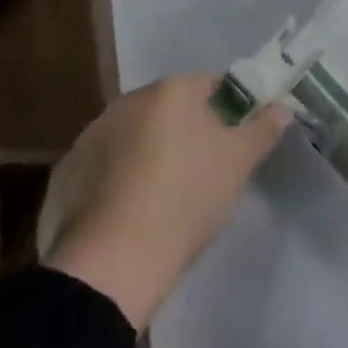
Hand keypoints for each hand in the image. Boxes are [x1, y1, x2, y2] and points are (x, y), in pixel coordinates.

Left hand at [43, 74, 290, 328]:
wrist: (112, 263)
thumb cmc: (186, 199)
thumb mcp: (238, 163)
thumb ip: (262, 128)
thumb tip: (281, 107)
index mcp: (171, 90)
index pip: (212, 84)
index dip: (230, 108)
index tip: (237, 139)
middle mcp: (129, 100)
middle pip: (171, 108)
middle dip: (189, 130)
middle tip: (206, 169)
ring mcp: (92, 135)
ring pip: (136, 135)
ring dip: (151, 152)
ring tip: (165, 196)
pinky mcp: (67, 172)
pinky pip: (106, 165)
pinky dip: (119, 178)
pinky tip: (130, 212)